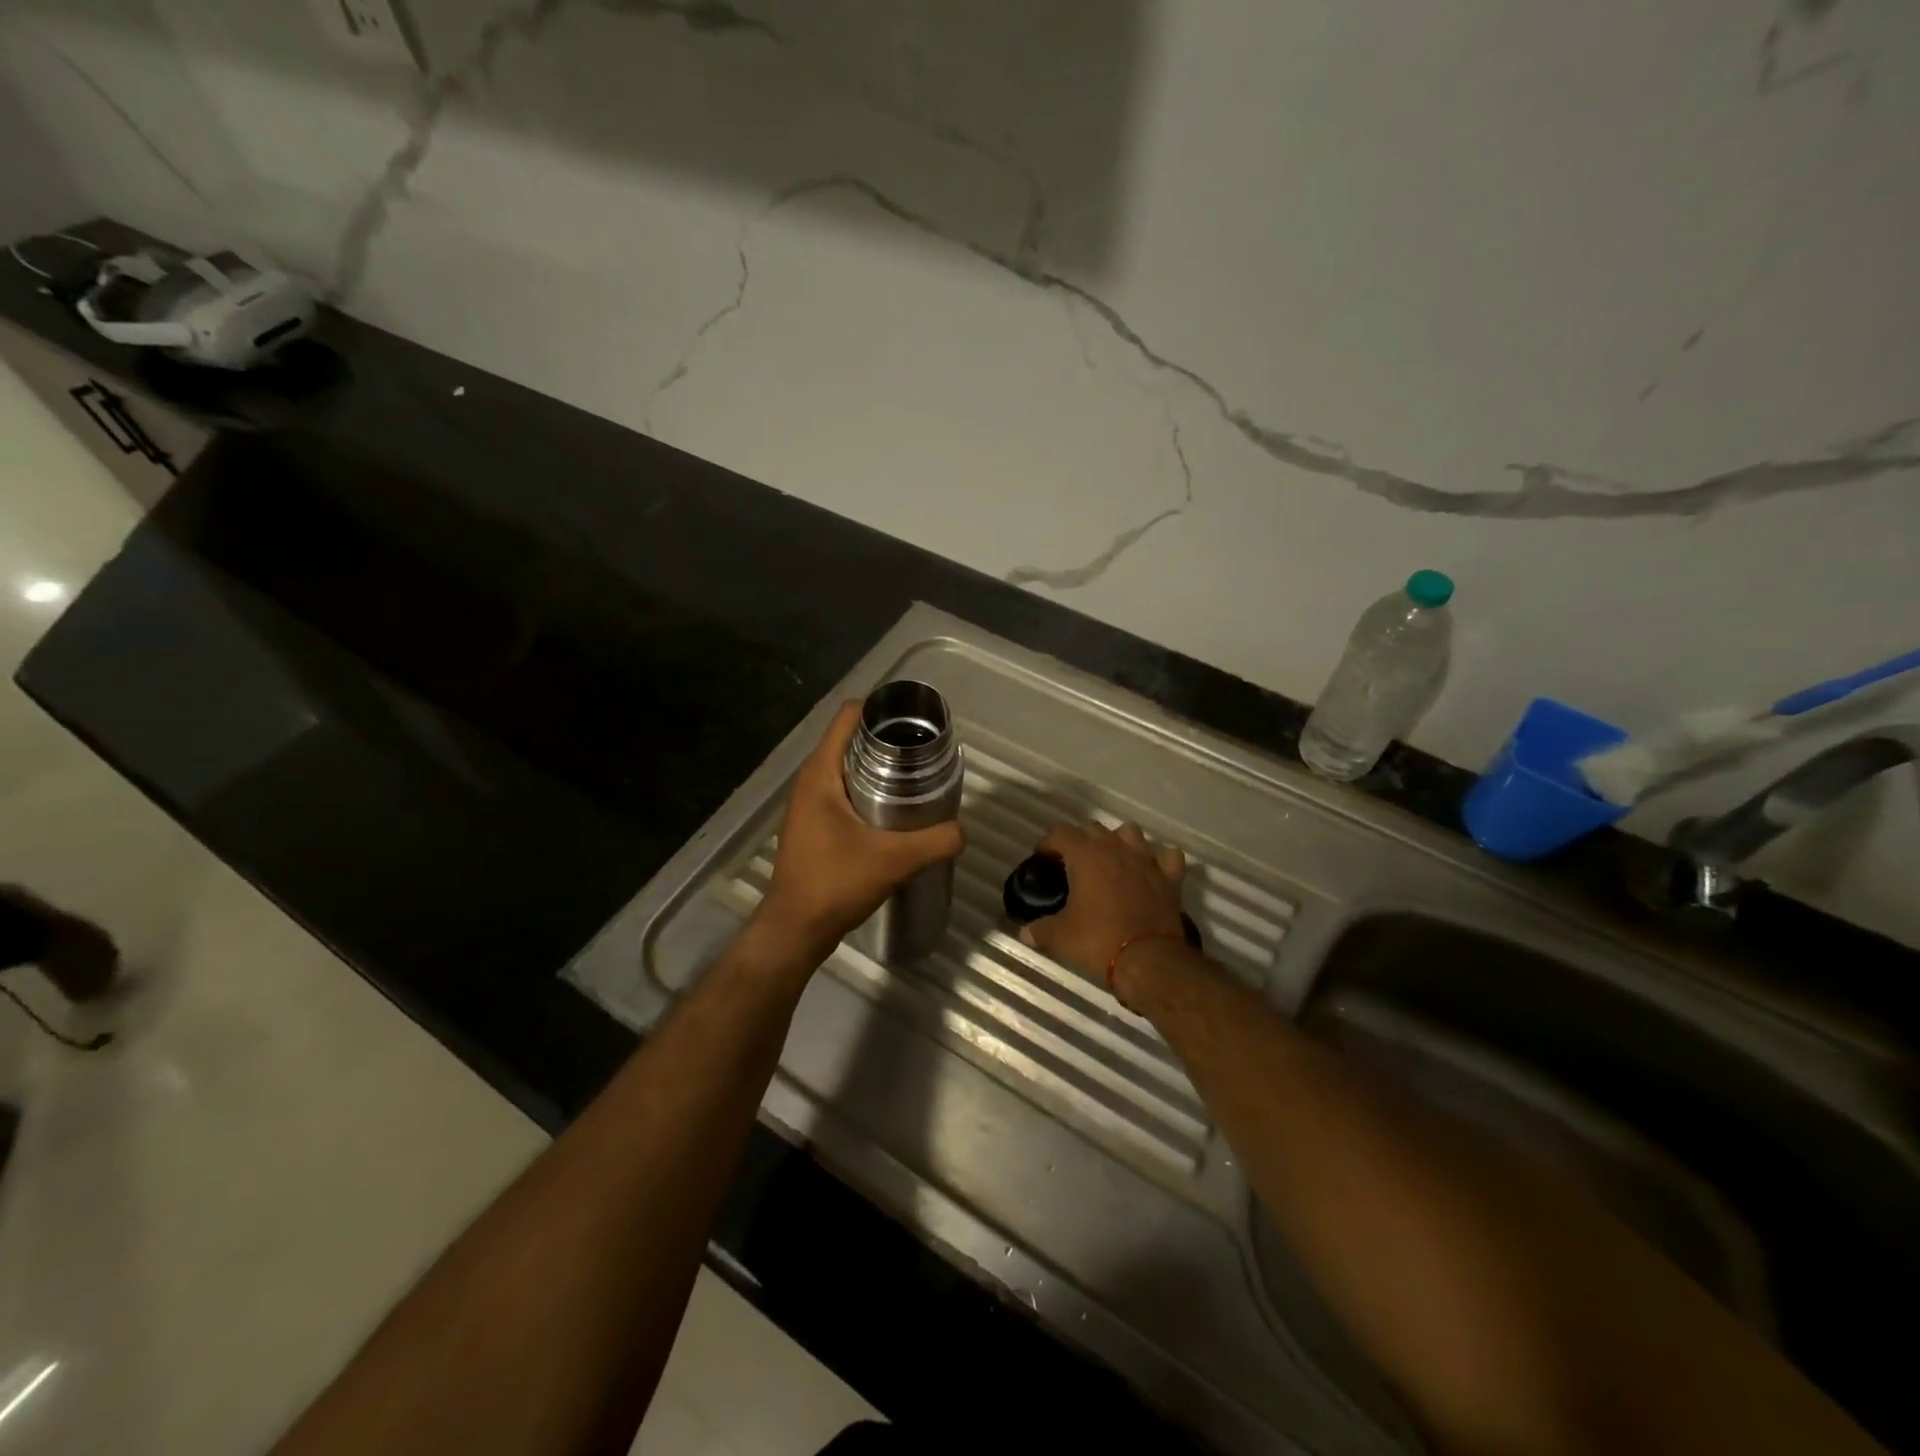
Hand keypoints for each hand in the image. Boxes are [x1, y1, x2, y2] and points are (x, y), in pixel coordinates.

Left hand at [757, 700, 965, 956]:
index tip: (916, 721)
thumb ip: (936, 841)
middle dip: (889, 741)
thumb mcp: (895, 860)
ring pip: (849, 768)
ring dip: (880, 769)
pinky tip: (896, 812)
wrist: (796, 928)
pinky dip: (869, 791)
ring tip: (917, 780)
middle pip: (852, 740)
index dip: (882, 710)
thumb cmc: (836, 883)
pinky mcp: (814, 824)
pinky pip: (844, 791)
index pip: (849, 717)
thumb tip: (962, 831)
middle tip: (926, 754)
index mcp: (821, 773)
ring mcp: (809, 803)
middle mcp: (811, 780)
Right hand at [1019, 822, 1186, 984]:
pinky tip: (1151, 872)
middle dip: (1080, 841)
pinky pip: (1167, 857)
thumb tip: (1025, 932)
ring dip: (1118, 841)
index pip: (1061, 833)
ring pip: (1130, 832)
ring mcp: (1146, 859)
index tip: (1042, 860)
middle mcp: (1116, 848)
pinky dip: (1159, 861)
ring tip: (1111, 861)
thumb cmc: (1099, 940)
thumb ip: (1040, 930)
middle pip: (1093, 828)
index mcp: (1086, 855)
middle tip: (1073, 864)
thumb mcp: (1060, 937)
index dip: (1048, 844)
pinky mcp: (1170, 877)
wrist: (1148, 959)